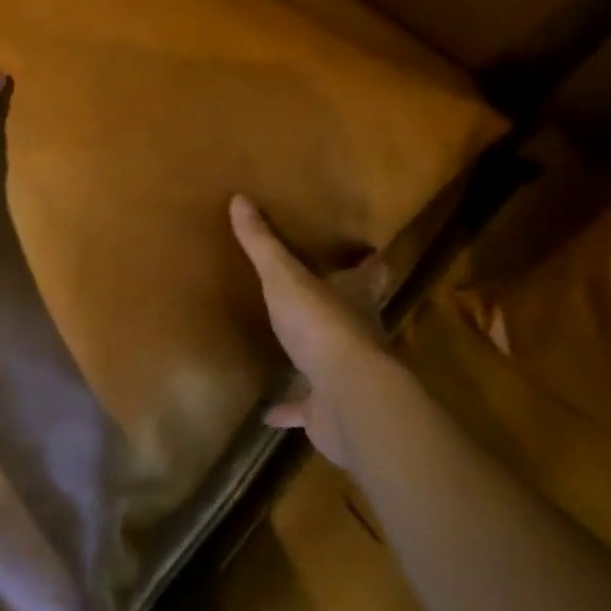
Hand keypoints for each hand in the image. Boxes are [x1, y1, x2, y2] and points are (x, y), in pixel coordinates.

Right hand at [230, 193, 395, 468]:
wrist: (347, 398)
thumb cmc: (321, 325)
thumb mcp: (285, 277)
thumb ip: (263, 243)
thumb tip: (240, 198)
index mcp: (354, 297)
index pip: (371, 274)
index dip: (370, 264)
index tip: (369, 255)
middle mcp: (358, 333)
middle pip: (356, 314)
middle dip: (344, 306)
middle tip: (323, 294)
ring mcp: (346, 374)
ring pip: (334, 361)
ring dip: (318, 357)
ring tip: (295, 348)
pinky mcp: (330, 410)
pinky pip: (307, 408)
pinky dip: (290, 409)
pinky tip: (269, 412)